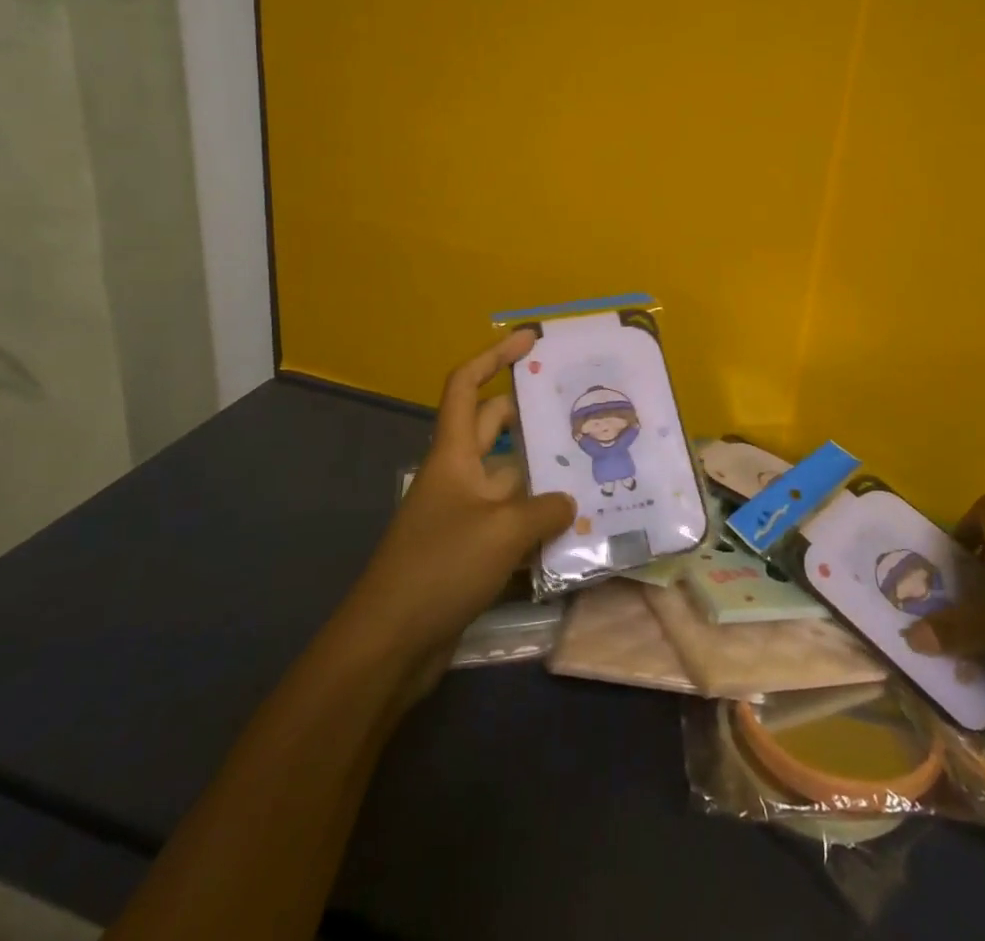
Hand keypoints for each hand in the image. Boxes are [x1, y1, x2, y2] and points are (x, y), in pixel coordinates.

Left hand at [335, 330, 574, 684]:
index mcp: (454, 455)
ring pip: (511, 480)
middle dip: (532, 414)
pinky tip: (577, 531)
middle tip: (579, 408)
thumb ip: (545, 510)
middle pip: (495, 428)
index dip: (494, 357)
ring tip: (595, 468)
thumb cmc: (441, 566)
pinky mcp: (471, 552)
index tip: (529, 340)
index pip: (467, 387)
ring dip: (545, 475)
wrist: (390, 644)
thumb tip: (570, 503)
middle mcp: (459, 476)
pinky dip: (539, 523)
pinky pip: (512, 523)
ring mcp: (465, 515)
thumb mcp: (502, 531)